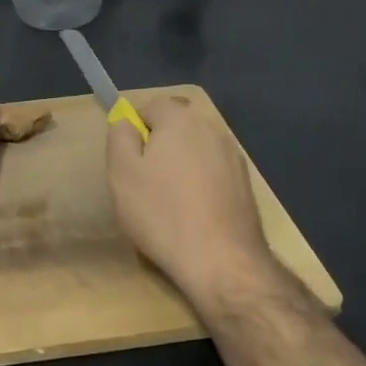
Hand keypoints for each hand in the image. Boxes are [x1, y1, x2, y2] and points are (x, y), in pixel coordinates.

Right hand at [107, 95, 279, 300]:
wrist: (221, 260)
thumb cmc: (162, 213)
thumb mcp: (122, 173)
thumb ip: (120, 136)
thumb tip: (126, 120)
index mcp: (181, 120)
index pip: (153, 105)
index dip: (136, 128)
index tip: (129, 160)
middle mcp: (212, 129)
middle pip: (178, 125)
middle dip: (160, 145)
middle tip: (145, 181)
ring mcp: (233, 157)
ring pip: (197, 149)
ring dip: (181, 164)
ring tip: (169, 201)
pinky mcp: (245, 184)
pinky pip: (213, 171)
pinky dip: (201, 183)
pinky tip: (193, 213)